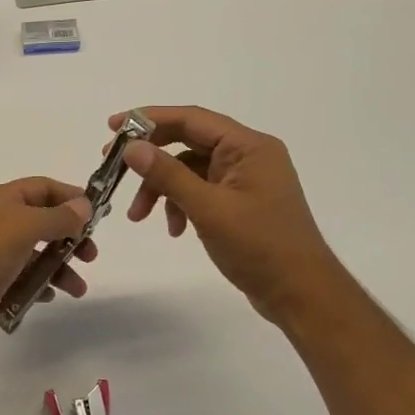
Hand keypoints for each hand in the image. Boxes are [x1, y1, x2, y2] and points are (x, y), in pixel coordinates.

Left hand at [0, 178, 95, 358]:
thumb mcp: (23, 228)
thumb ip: (57, 217)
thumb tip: (83, 205)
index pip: (41, 187)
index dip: (70, 197)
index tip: (97, 216)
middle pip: (41, 221)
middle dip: (69, 236)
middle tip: (90, 256)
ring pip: (34, 253)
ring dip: (59, 267)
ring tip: (77, 289)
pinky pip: (22, 277)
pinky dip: (39, 284)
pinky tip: (48, 296)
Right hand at [112, 105, 349, 327]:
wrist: (302, 295)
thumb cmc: (260, 247)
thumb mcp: (208, 209)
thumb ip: (168, 175)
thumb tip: (132, 147)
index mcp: (248, 146)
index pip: (191, 119)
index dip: (148, 119)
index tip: (112, 127)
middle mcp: (247, 155)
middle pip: (187, 141)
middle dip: (150, 157)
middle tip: (113, 166)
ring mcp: (243, 180)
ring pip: (188, 169)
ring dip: (161, 188)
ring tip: (138, 216)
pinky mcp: (239, 202)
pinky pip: (199, 190)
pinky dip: (179, 204)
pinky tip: (174, 229)